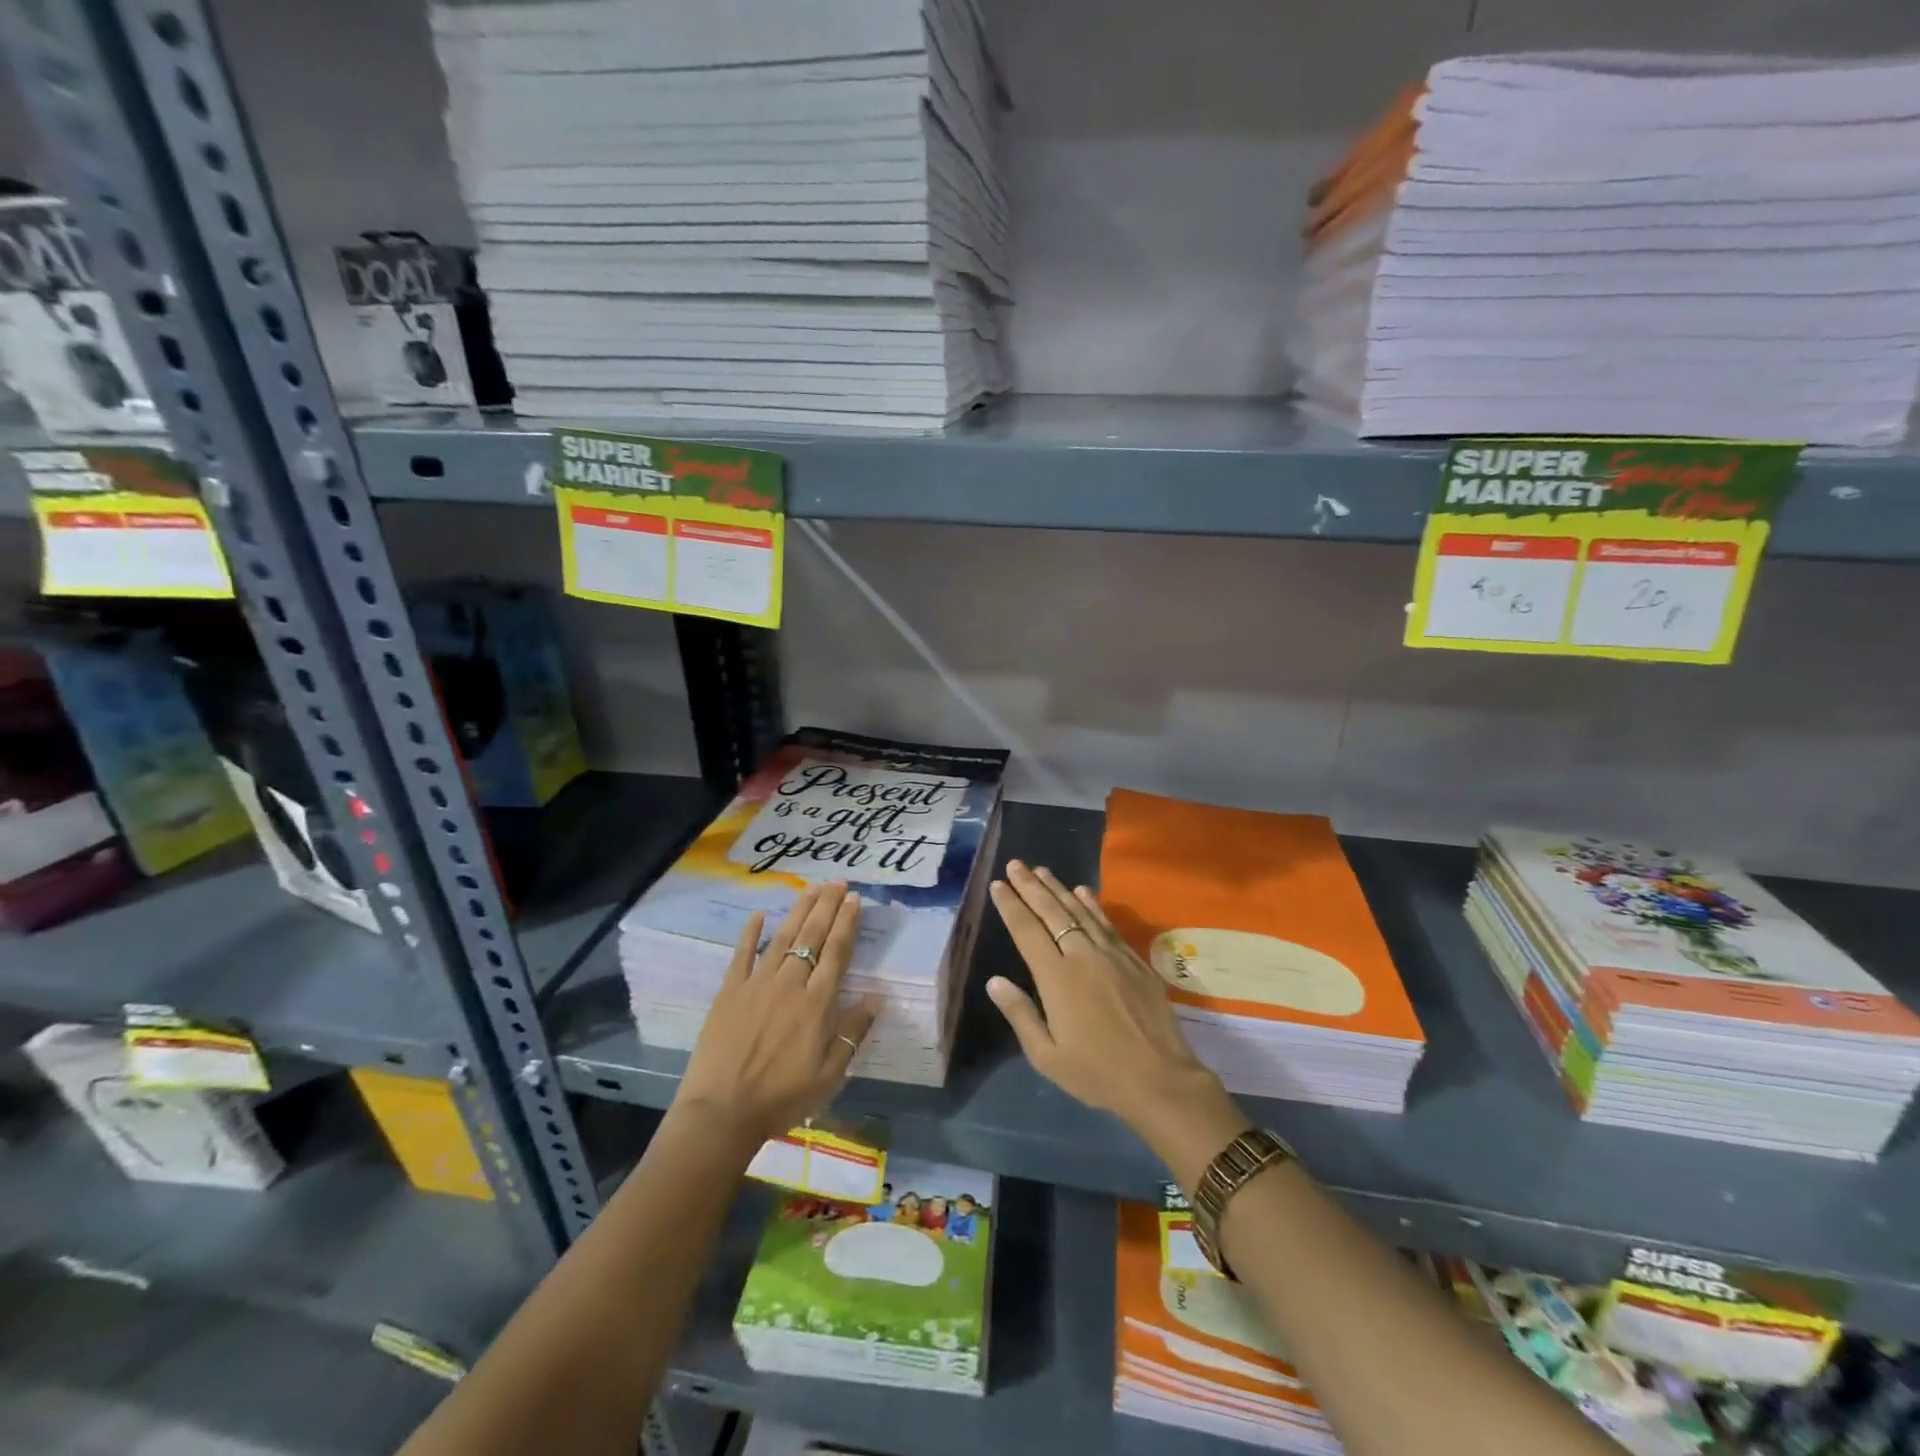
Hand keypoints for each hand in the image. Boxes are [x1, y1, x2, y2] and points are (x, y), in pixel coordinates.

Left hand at [674, 882, 878, 1148]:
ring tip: (812, 888)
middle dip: (827, 906)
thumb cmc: (782, 1098)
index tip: (855, 899)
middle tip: (839, 881)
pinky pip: (742, 955)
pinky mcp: (729, 992)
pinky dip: (751, 933)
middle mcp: (790, 984)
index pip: (837, 952)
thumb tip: (877, 997)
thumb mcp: (830, 1075)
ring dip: (799, 910)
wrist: (722, 1112)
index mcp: (817, 1003)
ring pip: (783, 938)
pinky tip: (759, 914)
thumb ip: (853, 1033)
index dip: (847, 923)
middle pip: (813, 936)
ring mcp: (757, 984)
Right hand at [986, 861, 1247, 1179]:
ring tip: (1042, 870)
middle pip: (1052, 912)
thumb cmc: (1097, 1073)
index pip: (1026, 931)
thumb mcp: (1046, 1056)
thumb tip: (994, 981)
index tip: (998, 884)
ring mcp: (1112, 955)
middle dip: (1031, 886)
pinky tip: (1084, 891)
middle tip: (1016, 864)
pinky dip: (1093, 904)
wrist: (1160, 1080)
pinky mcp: (1134, 960)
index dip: (1011, 905)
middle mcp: (1082, 956)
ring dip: (1059, 888)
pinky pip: (1108, 923)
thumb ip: (1020, 1014)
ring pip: (1080, 911)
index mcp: (1056, 978)